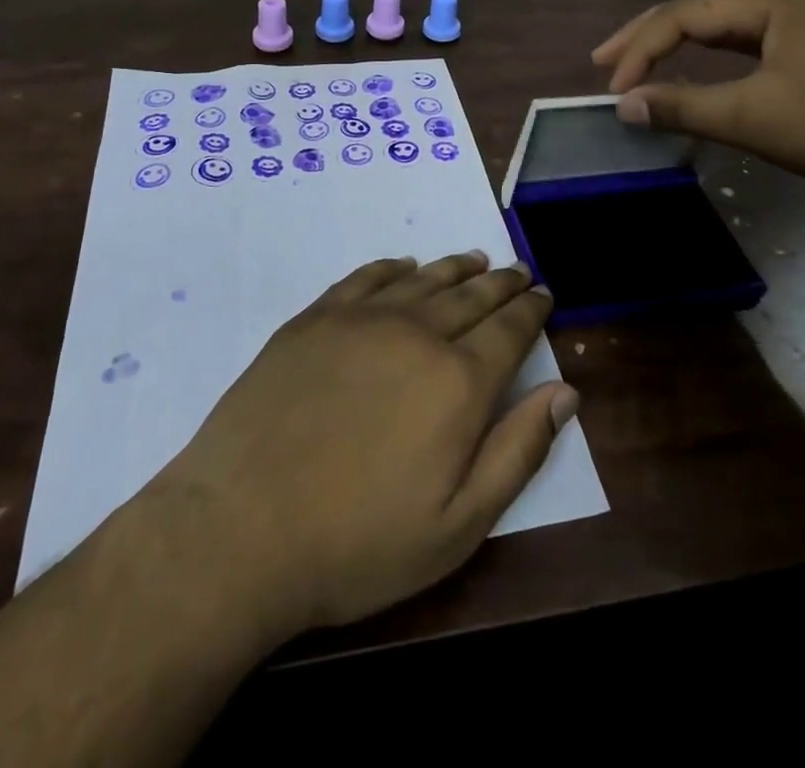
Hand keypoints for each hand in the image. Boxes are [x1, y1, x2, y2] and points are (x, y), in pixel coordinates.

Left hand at [139, 251, 576, 641]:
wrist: (239, 530)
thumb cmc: (358, 543)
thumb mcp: (457, 526)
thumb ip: (518, 452)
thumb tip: (565, 391)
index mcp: (458, 381)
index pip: (510, 329)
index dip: (531, 310)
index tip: (544, 295)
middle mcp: (416, 333)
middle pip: (472, 295)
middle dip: (502, 282)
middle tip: (519, 272)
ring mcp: (361, 319)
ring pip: (424, 278)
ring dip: (456, 268)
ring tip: (476, 260)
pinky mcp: (315, 318)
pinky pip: (366, 277)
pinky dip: (393, 268)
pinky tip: (403, 266)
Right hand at [592, 0, 804, 196]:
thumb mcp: (752, 117)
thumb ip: (683, 107)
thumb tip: (623, 106)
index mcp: (768, 1)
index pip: (684, 15)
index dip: (641, 50)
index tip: (614, 90)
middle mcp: (780, 0)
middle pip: (697, 11)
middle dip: (647, 37)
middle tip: (602, 61)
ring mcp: (798, 23)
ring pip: (719, 27)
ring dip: (674, 46)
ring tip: (634, 63)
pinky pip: (741, 44)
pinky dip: (706, 58)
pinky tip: (691, 67)